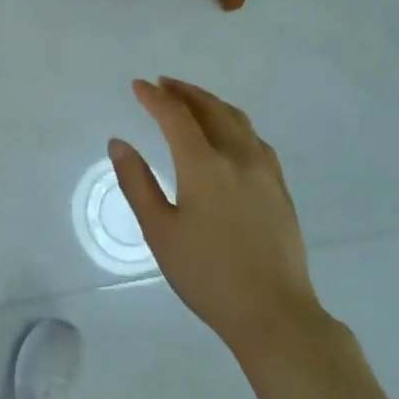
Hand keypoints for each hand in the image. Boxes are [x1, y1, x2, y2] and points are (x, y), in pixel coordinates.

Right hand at [109, 77, 323, 356]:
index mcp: (204, 165)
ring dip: (211, 103)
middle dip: (184, 92)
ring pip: (237, 120)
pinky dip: (234, 123)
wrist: (274, 314)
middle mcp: (237, 157)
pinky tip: (230, 134)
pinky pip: (255, 139)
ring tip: (192, 100)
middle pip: (210, 109)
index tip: (138, 86)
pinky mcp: (280, 188)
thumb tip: (118, 143)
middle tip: (163, 84)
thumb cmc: (207, 275)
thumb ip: (136, 183)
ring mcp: (264, 171)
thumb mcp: (159, 231)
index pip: (176, 116)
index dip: (155, 97)